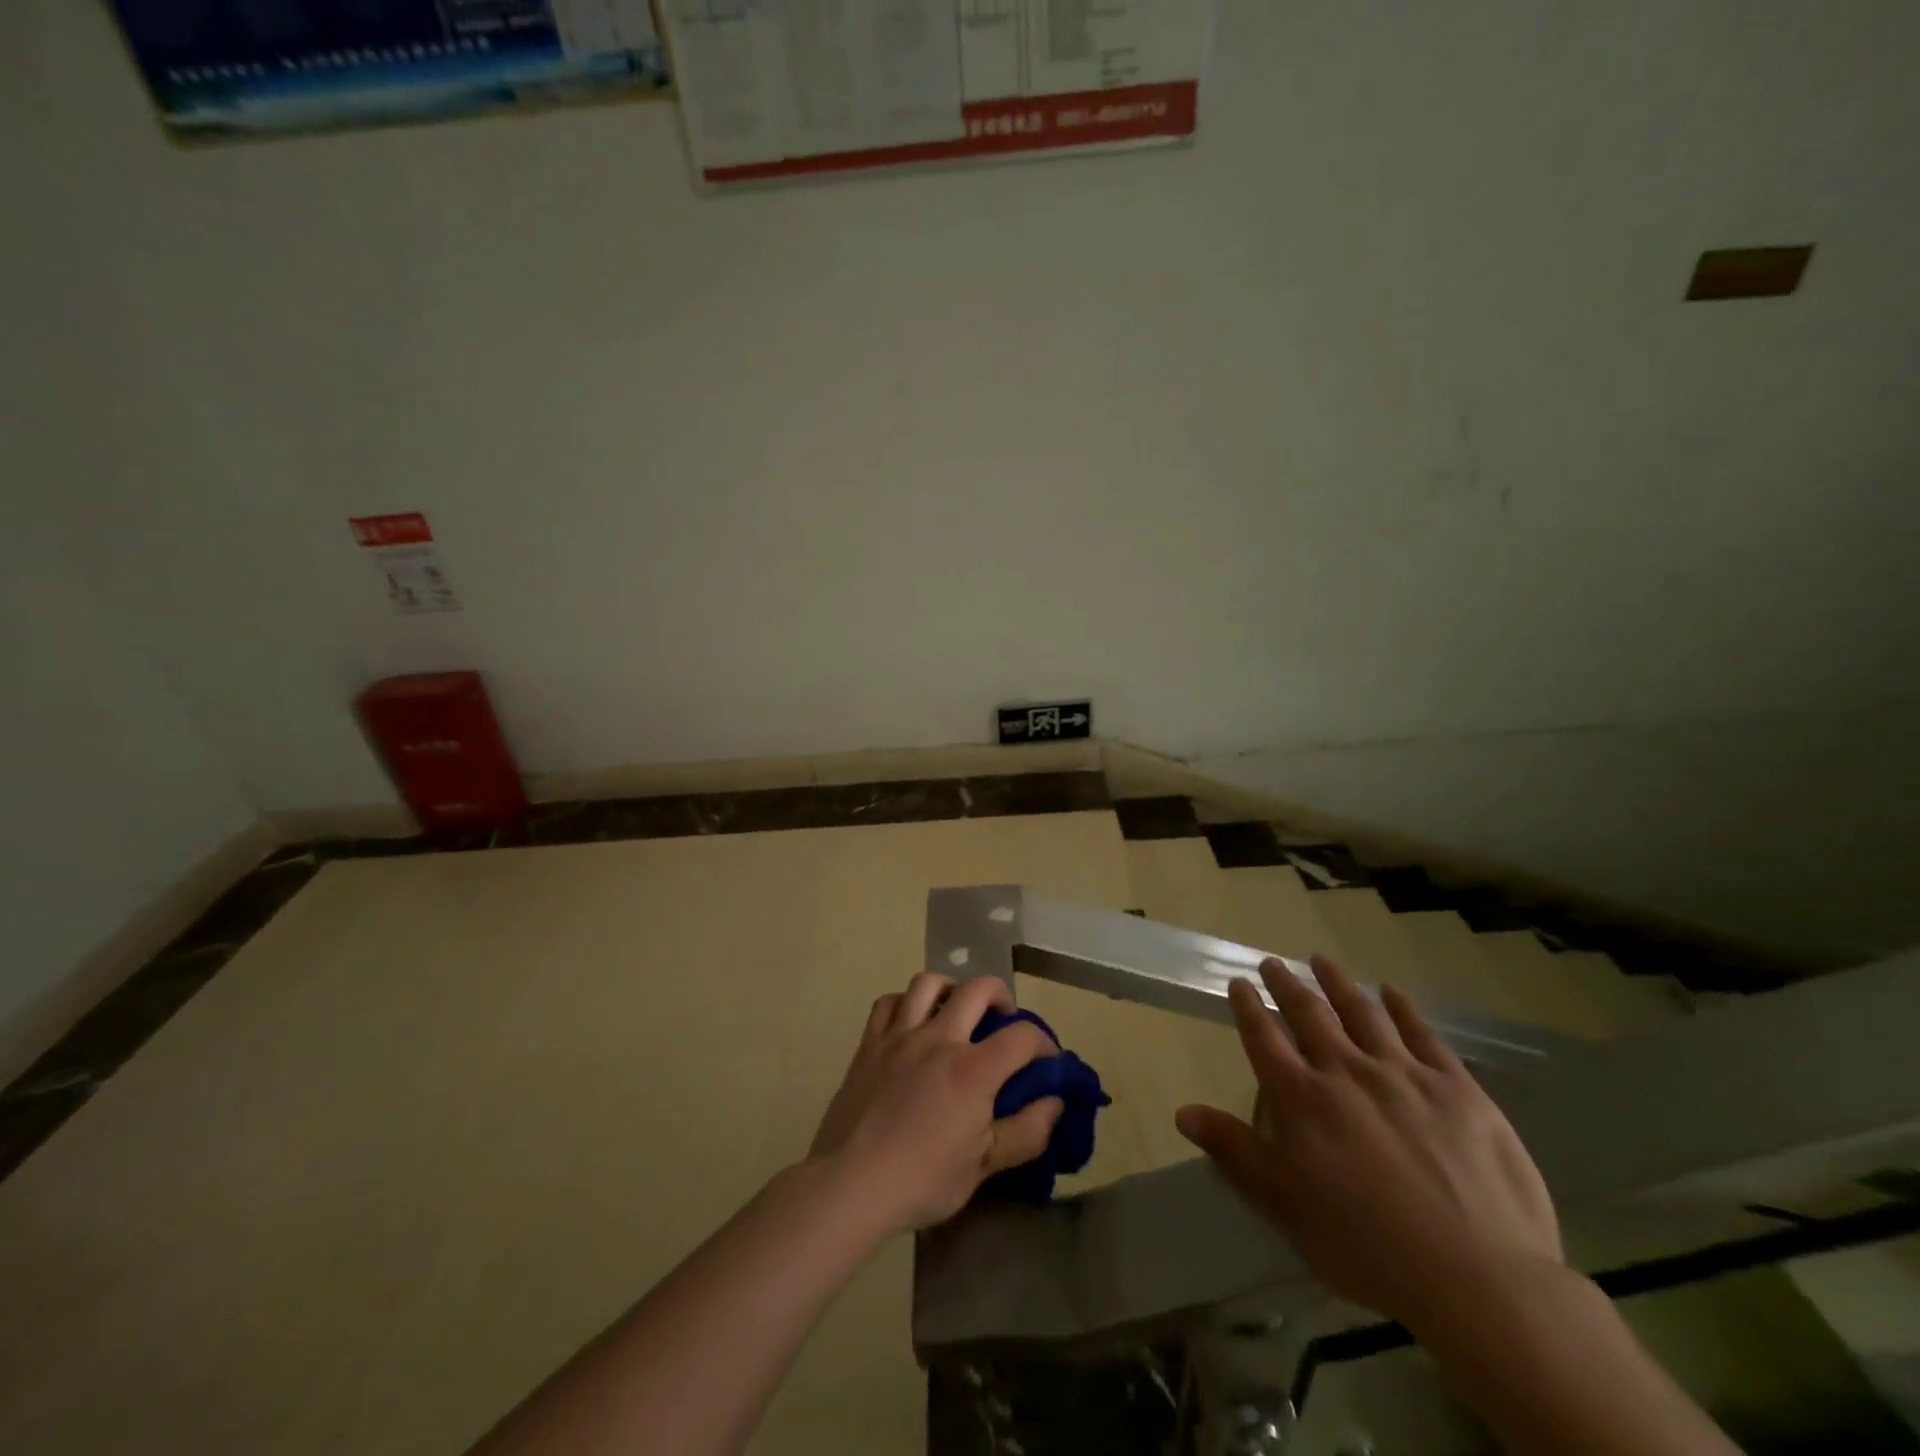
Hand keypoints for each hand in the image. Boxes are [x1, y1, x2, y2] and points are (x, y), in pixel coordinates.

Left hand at [808, 973, 1064, 1235]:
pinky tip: (912, 1022)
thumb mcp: (984, 1166)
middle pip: (978, 989)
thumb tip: (1056, 1102)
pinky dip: (905, 1003)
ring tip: (956, 1010)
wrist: (851, 1184)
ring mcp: (900, 1036)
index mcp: (973, 1070)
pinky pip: (888, 1003)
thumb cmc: (923, 1180)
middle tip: (1003, 1019)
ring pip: (929, 983)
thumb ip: (1027, 1132)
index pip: (1022, 1036)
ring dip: (951, 989)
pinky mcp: (870, 1043)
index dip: (1044, 1043)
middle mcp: (939, 1039)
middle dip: (1001, 996)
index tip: (1046, 1060)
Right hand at [1176, 956, 1562, 1331]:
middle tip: (1274, 963)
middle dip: (1287, 985)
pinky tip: (1392, 992)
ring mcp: (1404, 1074)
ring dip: (1338, 982)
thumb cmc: (1367, 1248)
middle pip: (1309, 1014)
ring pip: (1362, 1012)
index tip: (1239, 983)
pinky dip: (1402, 1008)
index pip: (1264, 1037)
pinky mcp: (1457, 1087)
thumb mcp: (1286, 1207)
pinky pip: (1422, 1034)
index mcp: (1303, 1098)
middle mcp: (1347, 1071)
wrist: (1479, 1279)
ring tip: (1322, 961)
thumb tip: (1184, 1112)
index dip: (1248, 1007)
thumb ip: (1235, 1152)